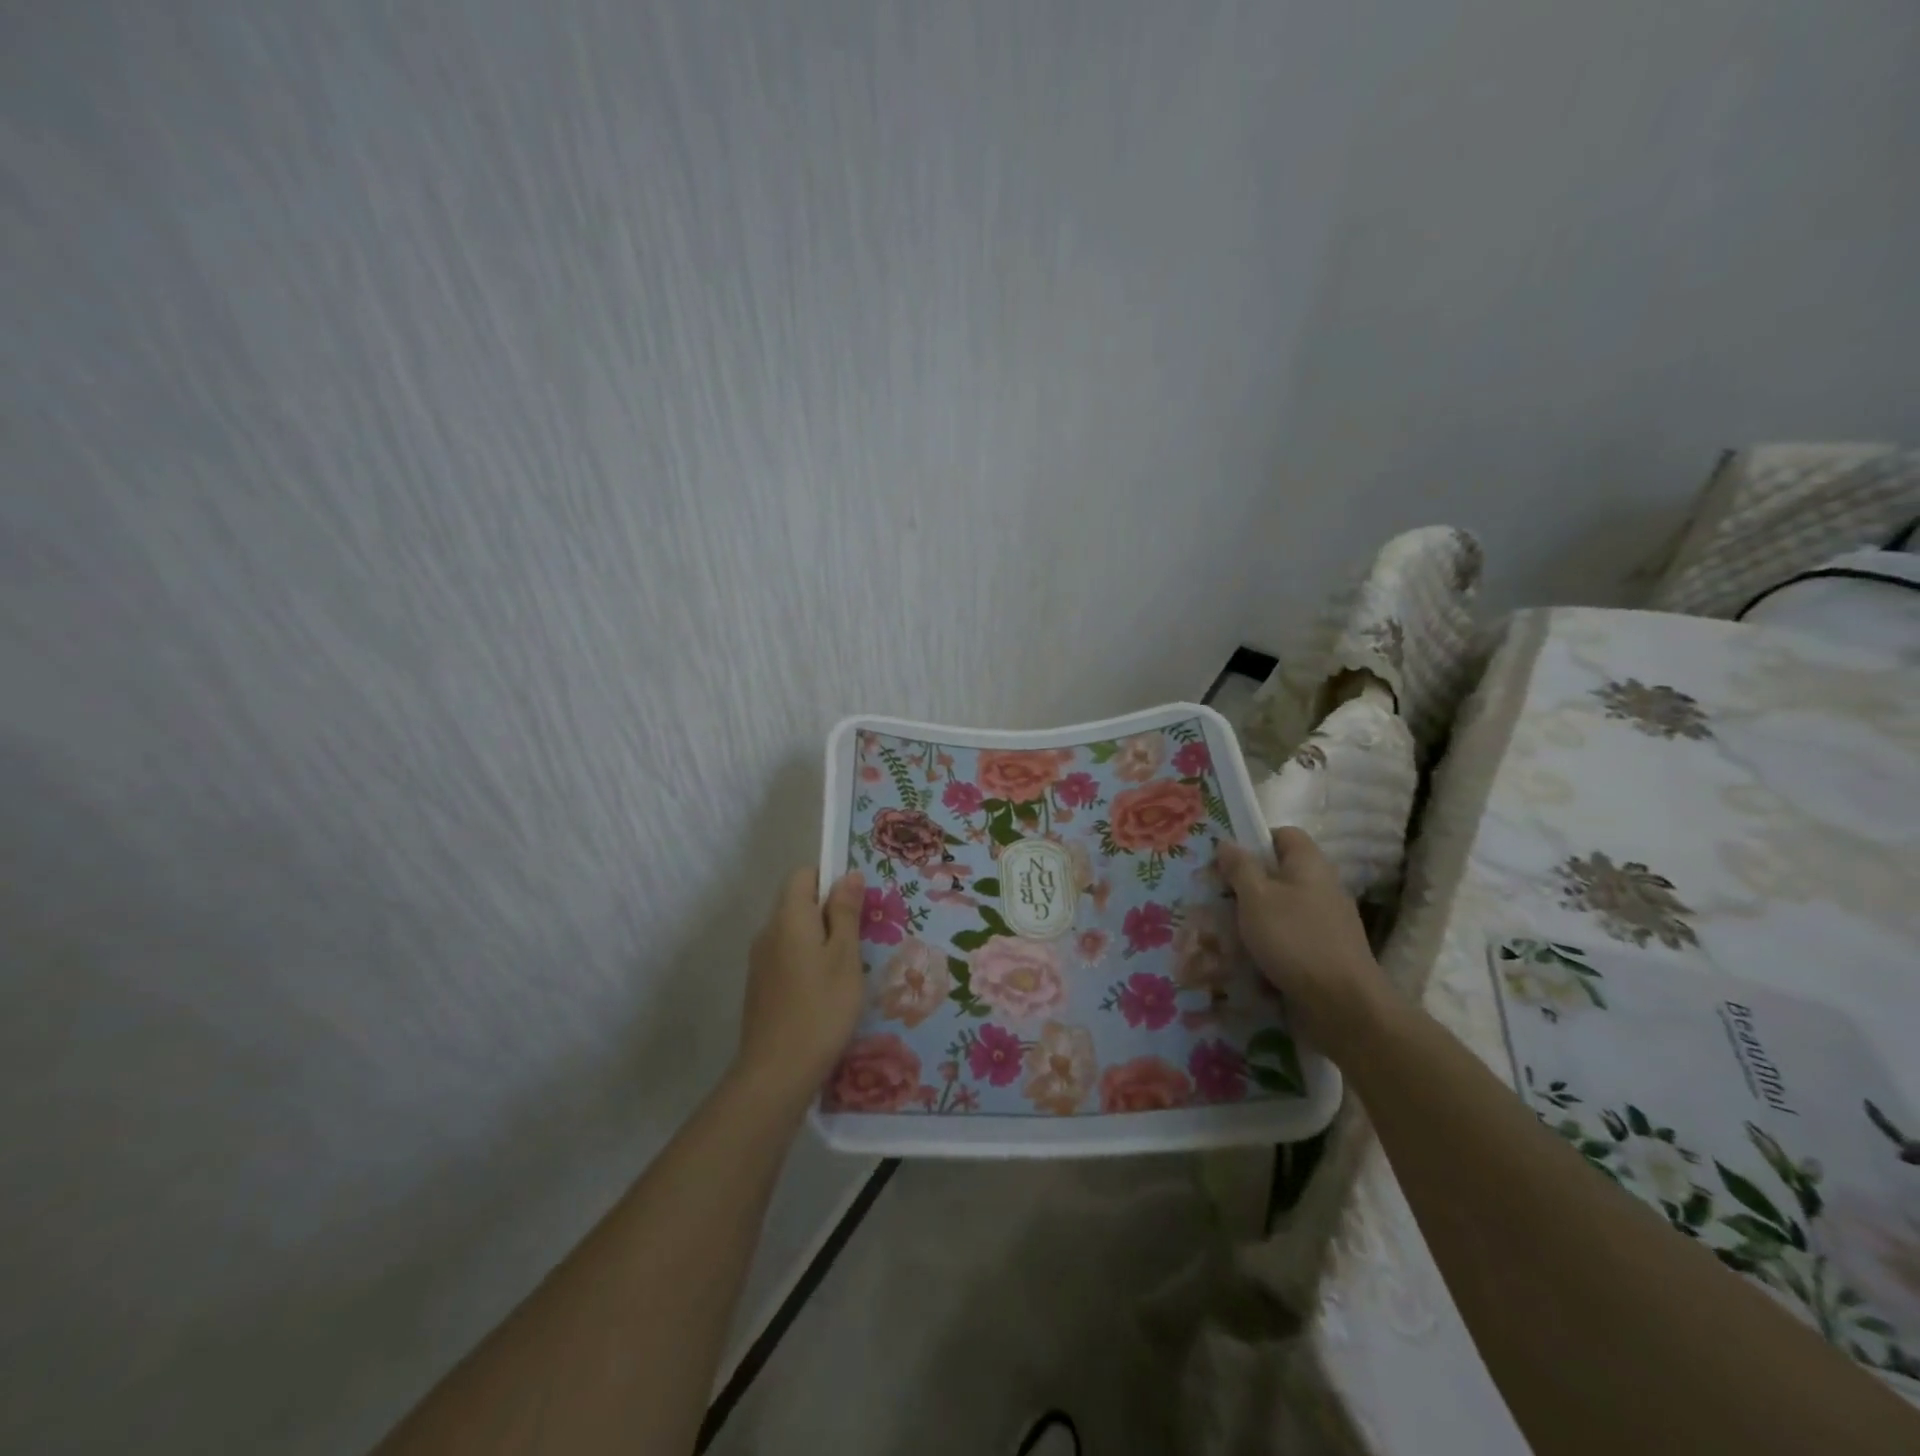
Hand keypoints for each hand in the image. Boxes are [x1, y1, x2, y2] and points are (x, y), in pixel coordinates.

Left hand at [735, 867, 865, 1104]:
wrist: (777, 1071)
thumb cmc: (821, 1007)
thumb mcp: (845, 956)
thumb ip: (845, 912)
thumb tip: (849, 874)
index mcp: (789, 917)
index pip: (804, 874)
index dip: (830, 879)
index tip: (856, 902)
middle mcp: (768, 931)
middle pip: (797, 902)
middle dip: (829, 910)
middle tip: (860, 937)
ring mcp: (760, 960)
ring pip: (793, 931)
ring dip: (819, 938)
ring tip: (848, 966)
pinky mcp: (760, 985)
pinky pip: (786, 955)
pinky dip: (806, 960)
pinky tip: (825, 990)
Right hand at [1217, 827, 1389, 1061]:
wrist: (1343, 1005)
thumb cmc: (1294, 940)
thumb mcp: (1256, 898)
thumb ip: (1239, 867)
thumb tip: (1226, 843)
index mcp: (1309, 864)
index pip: (1283, 835)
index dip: (1254, 840)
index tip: (1226, 860)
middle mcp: (1322, 886)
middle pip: (1280, 873)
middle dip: (1247, 883)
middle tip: (1215, 895)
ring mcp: (1327, 921)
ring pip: (1282, 907)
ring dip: (1255, 916)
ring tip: (1223, 929)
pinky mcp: (1325, 952)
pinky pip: (1290, 936)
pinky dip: (1269, 943)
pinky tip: (1248, 957)